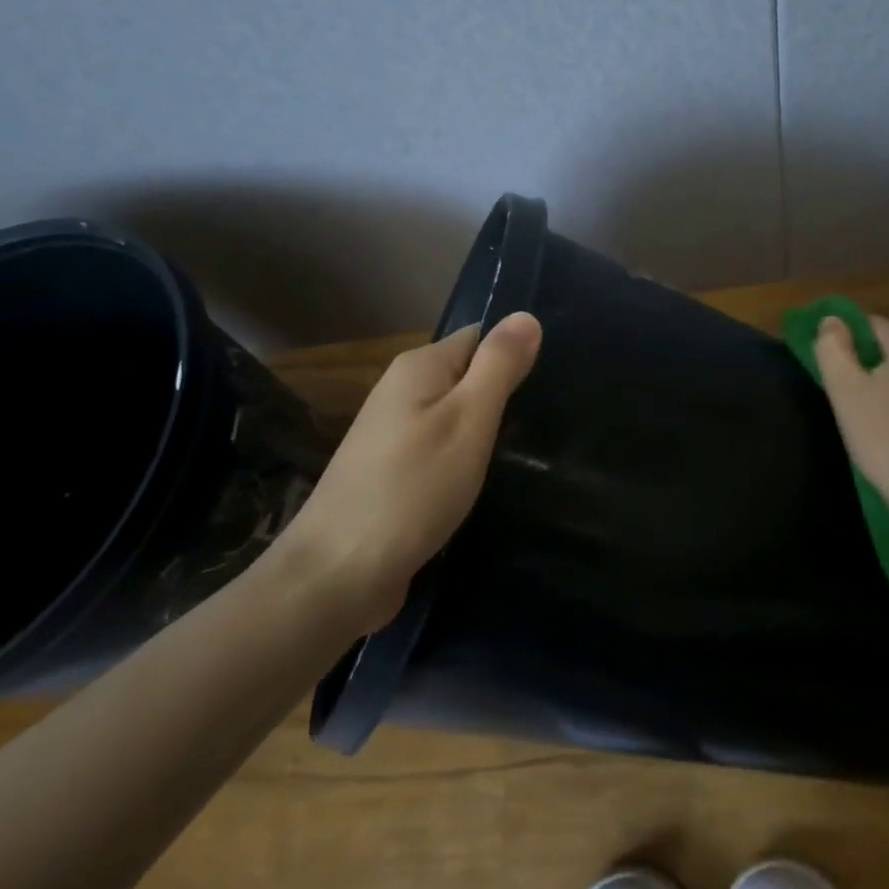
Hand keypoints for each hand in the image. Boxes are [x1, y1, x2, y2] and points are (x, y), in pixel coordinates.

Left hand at [276, 312, 541, 632]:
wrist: (338, 574)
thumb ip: (498, 367)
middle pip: (466, 376)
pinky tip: (484, 481)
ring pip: (454, 416)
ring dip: (484, 431)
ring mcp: (392, 435)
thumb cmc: (413, 489)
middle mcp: (400, 391)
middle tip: (546, 424)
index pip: (479, 338)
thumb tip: (526, 315)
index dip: (514, 355)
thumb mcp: (468, 421)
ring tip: (527, 452)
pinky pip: (439, 449)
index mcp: (417, 367)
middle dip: (503, 396)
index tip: (551, 384)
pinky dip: (464, 460)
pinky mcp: (391, 474)